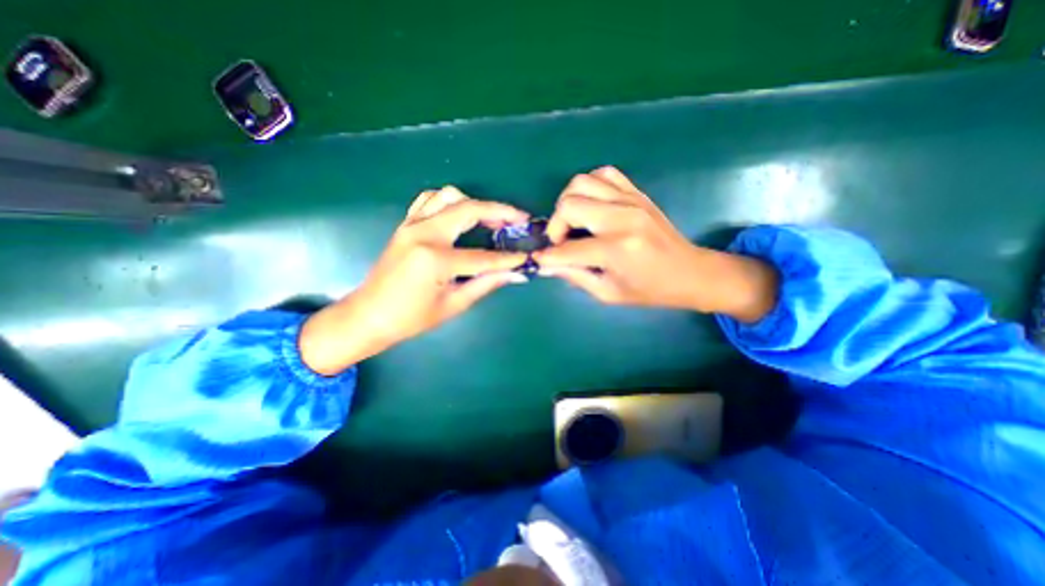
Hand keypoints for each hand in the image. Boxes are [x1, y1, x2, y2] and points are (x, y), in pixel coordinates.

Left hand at [301, 188, 530, 373]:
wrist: (369, 315)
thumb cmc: (411, 318)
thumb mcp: (453, 305)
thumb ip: (485, 284)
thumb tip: (513, 274)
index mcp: (435, 259)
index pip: (482, 256)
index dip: (507, 258)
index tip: (527, 256)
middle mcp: (423, 233)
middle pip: (468, 209)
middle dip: (499, 212)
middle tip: (519, 219)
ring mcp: (411, 224)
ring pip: (448, 196)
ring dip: (475, 203)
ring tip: (492, 218)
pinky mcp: (405, 224)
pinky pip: (429, 200)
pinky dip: (450, 201)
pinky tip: (460, 215)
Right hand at [535, 165, 769, 319]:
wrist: (690, 272)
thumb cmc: (649, 290)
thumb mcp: (608, 293)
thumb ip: (575, 276)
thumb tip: (548, 264)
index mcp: (617, 250)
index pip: (568, 249)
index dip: (548, 256)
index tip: (538, 259)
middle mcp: (622, 218)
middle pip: (570, 204)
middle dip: (555, 225)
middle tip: (560, 241)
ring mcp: (631, 200)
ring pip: (582, 182)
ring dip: (568, 202)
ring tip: (572, 221)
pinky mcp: (637, 193)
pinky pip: (604, 174)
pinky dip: (589, 186)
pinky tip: (590, 205)